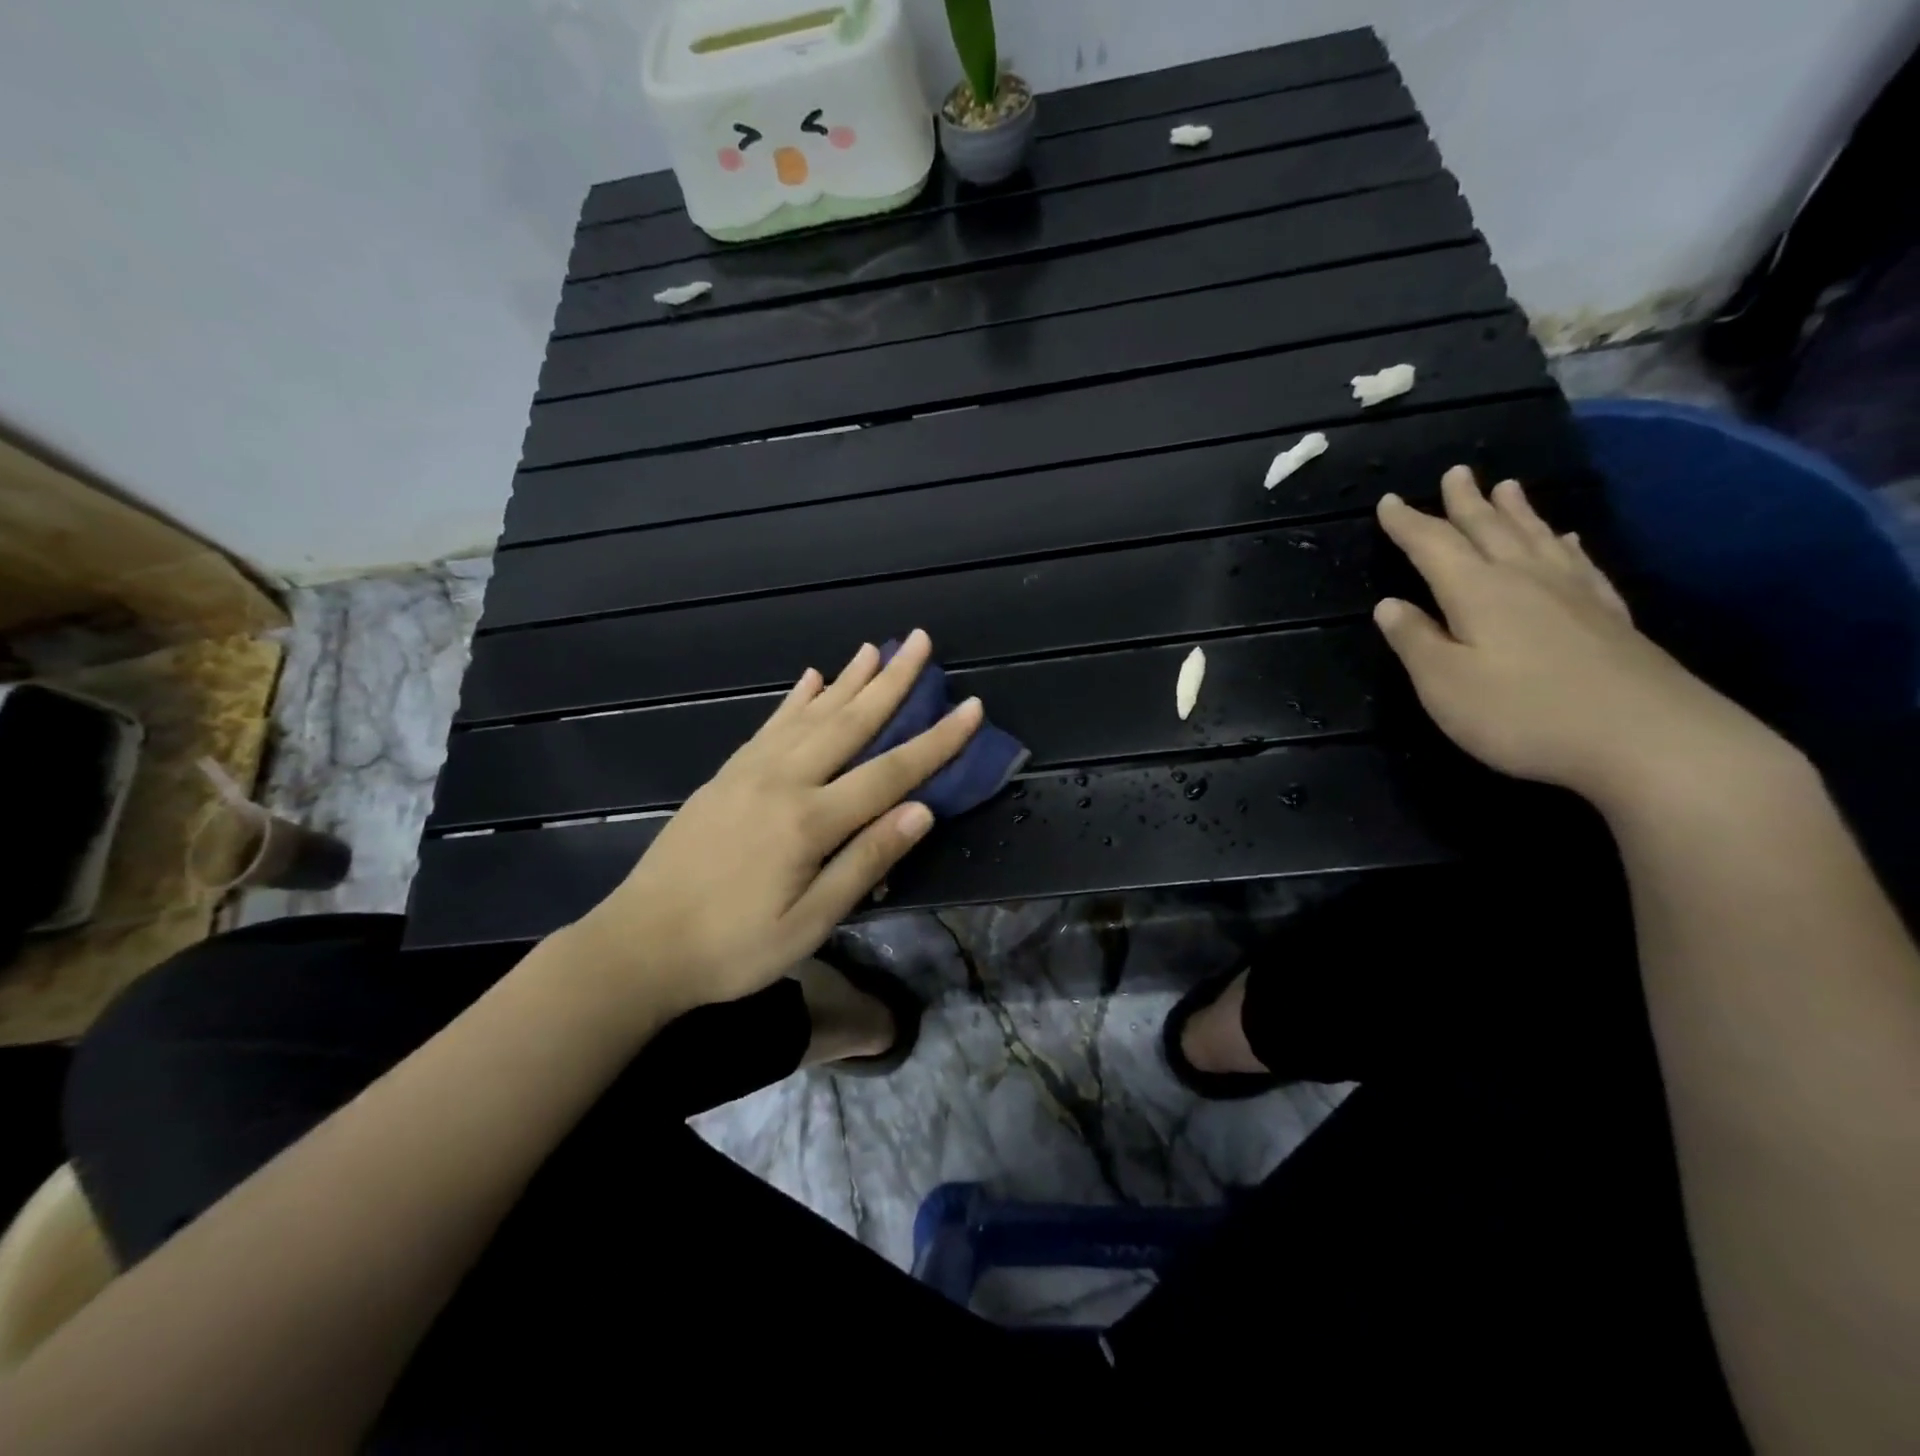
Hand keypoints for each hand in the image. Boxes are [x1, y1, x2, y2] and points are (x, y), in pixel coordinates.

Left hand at [559, 629, 980, 1012]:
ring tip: (875, 648)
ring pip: (811, 714)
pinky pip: (769, 726)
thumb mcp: (809, 923)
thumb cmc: (733, 947)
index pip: (890, 772)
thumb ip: (866, 862)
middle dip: (892, 681)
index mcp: (810, 821)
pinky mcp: (725, 775)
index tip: (971, 707)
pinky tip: (811, 678)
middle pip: (850, 723)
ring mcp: (749, 772)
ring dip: (847, 679)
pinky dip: (795, 699)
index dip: (936, 740)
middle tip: (920, 640)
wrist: (639, 945)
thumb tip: (922, 811)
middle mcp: (783, 781)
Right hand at [1373, 466, 1783, 810]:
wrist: (1647, 738)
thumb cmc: (1523, 713)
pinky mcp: (1608, 617)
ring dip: (1517, 512)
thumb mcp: (1444, 684)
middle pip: (1490, 530)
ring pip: (1537, 539)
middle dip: (1466, 503)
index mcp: (1477, 592)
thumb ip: (1415, 641)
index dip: (1409, 524)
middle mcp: (1525, 580)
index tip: (1388, 502)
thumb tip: (1389, 605)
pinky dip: (1566, 546)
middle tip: (1456, 472)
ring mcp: (1574, 595)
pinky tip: (1567, 540)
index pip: (1434, 546)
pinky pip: (1581, 565)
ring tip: (1508, 487)